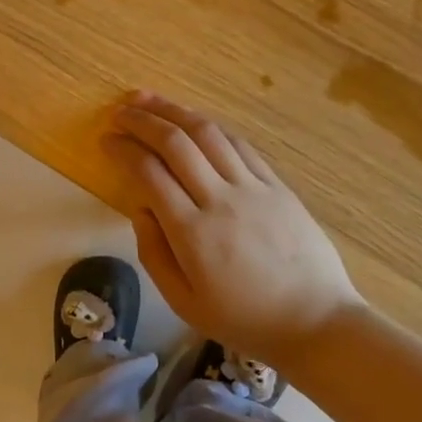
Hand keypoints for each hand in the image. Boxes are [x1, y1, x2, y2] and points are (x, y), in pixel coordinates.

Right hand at [104, 90, 362, 369]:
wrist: (316, 322)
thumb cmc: (244, 319)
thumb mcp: (184, 303)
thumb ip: (154, 254)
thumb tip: (140, 208)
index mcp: (192, 232)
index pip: (149, 173)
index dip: (123, 149)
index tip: (105, 139)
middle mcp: (220, 199)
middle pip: (176, 143)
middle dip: (143, 120)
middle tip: (120, 110)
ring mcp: (253, 188)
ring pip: (209, 134)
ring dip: (175, 111)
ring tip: (150, 100)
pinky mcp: (277, 185)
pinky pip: (240, 145)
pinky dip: (212, 127)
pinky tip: (196, 121)